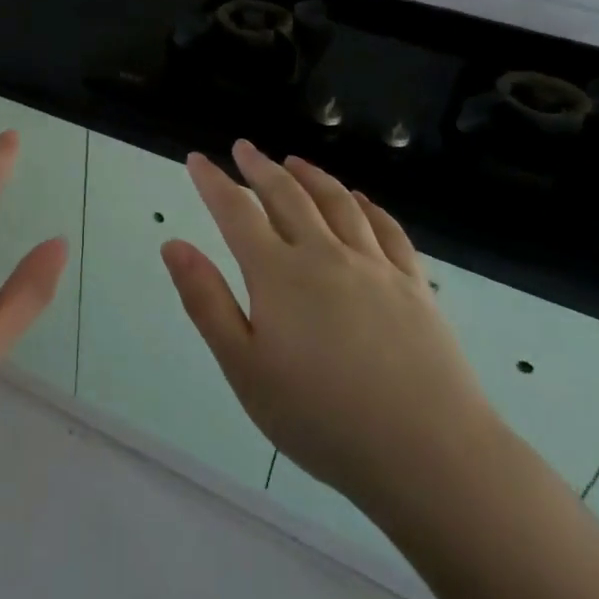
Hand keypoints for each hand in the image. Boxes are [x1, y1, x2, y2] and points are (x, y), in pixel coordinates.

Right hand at [162, 140, 499, 520]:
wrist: (425, 450)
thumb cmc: (319, 417)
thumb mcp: (244, 367)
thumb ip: (206, 301)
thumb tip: (173, 245)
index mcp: (278, 274)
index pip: (236, 212)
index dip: (213, 182)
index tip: (197, 158)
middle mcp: (324, 255)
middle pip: (287, 196)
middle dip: (260, 168)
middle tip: (244, 148)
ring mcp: (374, 266)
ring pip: (337, 203)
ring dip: (311, 176)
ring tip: (294, 161)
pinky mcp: (414, 284)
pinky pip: (387, 228)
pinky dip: (368, 205)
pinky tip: (360, 199)